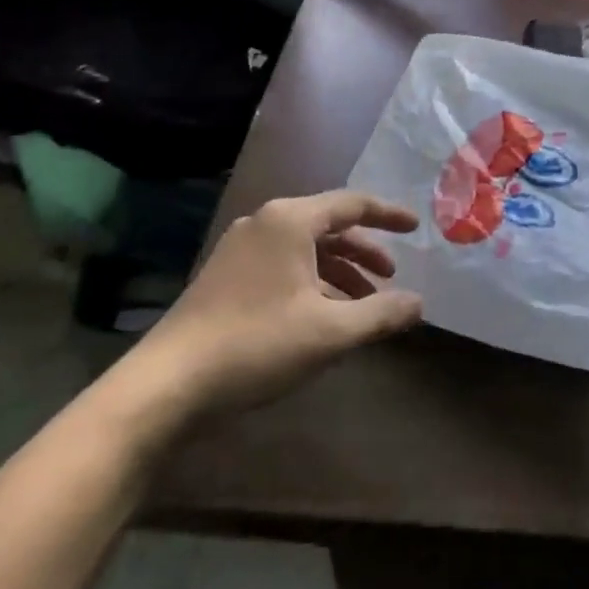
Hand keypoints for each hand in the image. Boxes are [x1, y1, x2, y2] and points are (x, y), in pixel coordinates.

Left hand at [109, 191, 423, 439]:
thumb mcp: (331, 331)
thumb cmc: (258, 344)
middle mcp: (264, 224)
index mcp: (290, 221)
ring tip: (363, 305)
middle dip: (364, 251)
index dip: (388, 215)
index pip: (352, 204)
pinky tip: (323, 317)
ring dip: (339, 272)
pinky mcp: (225, 277)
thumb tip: (419, 303)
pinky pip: (283, 267)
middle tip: (390, 278)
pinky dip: (312, 284)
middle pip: (328, 226)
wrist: (168, 384)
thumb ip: (381, 313)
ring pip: (305, 250)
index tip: (416, 228)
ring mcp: (240, 250)